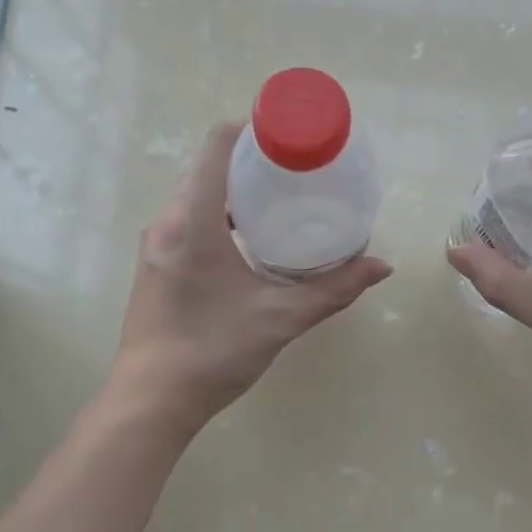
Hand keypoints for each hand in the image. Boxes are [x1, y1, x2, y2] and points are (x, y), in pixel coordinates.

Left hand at [110, 123, 392, 433]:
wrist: (150, 402)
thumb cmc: (213, 352)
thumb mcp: (280, 318)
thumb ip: (333, 289)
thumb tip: (382, 266)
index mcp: (192, 220)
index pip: (217, 145)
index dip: (254, 129)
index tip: (292, 138)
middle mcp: (167, 221)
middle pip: (207, 166)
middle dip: (251, 160)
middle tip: (298, 171)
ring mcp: (155, 243)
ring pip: (196, 194)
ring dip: (234, 189)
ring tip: (280, 202)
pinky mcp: (155, 264)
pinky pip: (187, 218)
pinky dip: (218, 213)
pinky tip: (249, 240)